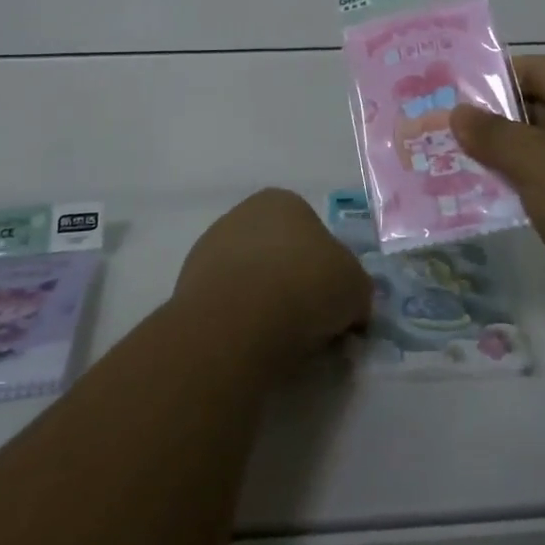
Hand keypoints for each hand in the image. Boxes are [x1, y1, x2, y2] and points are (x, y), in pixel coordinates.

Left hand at [174, 188, 372, 370]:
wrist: (239, 319)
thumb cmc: (307, 286)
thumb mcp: (357, 288)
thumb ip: (356, 290)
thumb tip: (350, 307)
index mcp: (284, 201)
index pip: (314, 233)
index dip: (328, 271)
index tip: (334, 305)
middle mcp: (243, 213)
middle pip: (280, 253)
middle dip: (294, 284)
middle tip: (311, 326)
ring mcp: (210, 247)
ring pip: (251, 278)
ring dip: (265, 303)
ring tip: (279, 342)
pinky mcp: (188, 284)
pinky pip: (227, 303)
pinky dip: (239, 321)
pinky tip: (249, 343)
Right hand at [452, 55, 544, 336]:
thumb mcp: (538, 160)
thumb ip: (492, 134)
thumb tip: (458, 112)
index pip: (533, 70)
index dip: (489, 79)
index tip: (444, 92)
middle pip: (533, 109)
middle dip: (486, 121)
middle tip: (433, 127)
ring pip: (535, 151)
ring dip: (496, 158)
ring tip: (440, 160)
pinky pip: (544, 185)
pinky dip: (513, 187)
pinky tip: (471, 195)